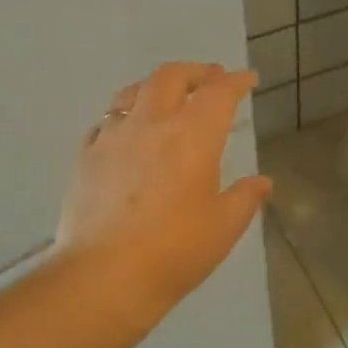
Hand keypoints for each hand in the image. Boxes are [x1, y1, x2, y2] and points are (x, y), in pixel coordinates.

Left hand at [57, 62, 272, 313]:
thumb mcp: (223, 227)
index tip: (247, 79)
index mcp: (192, 136)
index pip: (219, 93)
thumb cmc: (175, 251)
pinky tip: (127, 134)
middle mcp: (151, 124)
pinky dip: (124, 118)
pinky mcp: (85, 157)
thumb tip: (262, 182)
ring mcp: (113, 137)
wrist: (105, 276)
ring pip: (132, 92)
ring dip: (156, 87)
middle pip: (171, 77)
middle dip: (196, 72)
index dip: (236, 82)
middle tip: (211, 78)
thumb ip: (245, 198)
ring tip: (167, 97)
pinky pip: (106, 123)